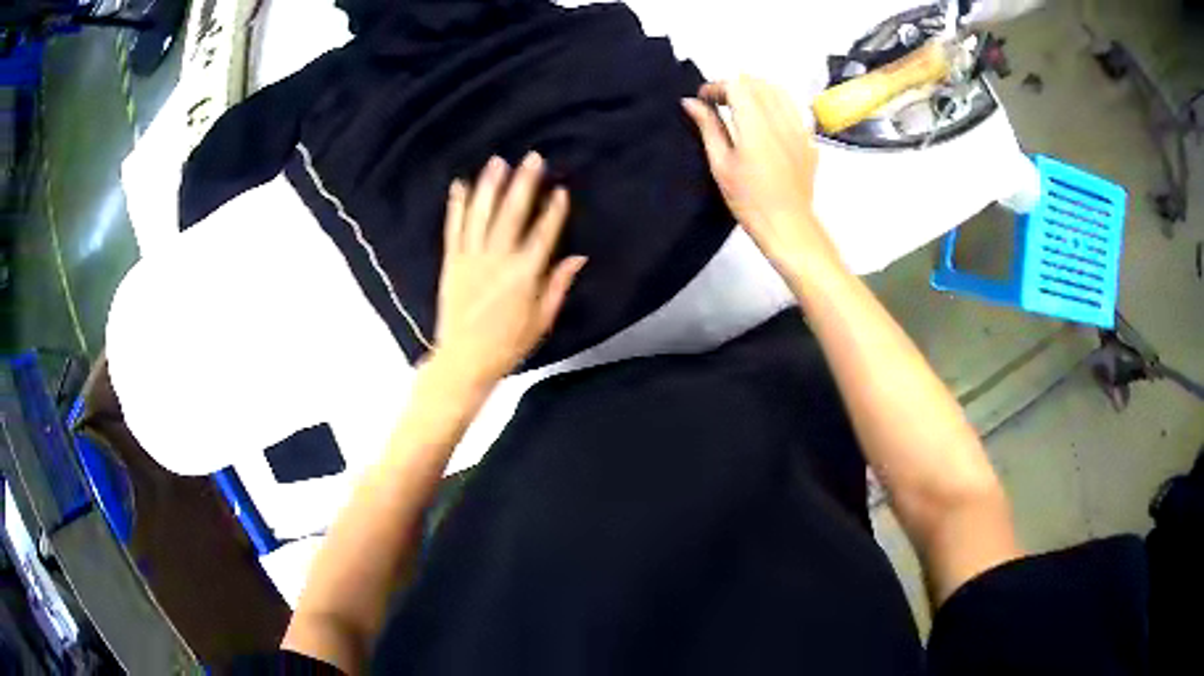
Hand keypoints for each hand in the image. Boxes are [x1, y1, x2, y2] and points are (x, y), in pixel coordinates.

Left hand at [430, 153, 586, 389]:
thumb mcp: (542, 319)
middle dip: (524, 184)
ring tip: (498, 161)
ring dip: (490, 186)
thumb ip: (558, 284)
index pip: (544, 234)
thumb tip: (578, 257)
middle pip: (513, 214)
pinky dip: (457, 206)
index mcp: (524, 276)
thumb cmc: (508, 345)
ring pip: (481, 215)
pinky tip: (460, 185)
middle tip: (533, 158)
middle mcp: (497, 260)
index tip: (561, 190)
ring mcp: (471, 259)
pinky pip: (454, 229)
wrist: (464, 360)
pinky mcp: (452, 263)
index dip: (554, 211)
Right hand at [682, 76, 844, 282]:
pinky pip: (792, 108)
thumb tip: (692, 102)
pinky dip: (775, 105)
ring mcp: (799, 129)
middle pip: (757, 83)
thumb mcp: (721, 164)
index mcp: (755, 126)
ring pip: (778, 91)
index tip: (704, 99)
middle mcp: (780, 121)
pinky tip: (765, 122)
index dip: (716, 86)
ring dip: (756, 91)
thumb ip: (708, 127)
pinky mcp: (809, 140)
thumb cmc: (749, 201)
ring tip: (742, 108)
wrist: (788, 225)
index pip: (736, 85)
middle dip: (735, 86)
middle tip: (719, 102)